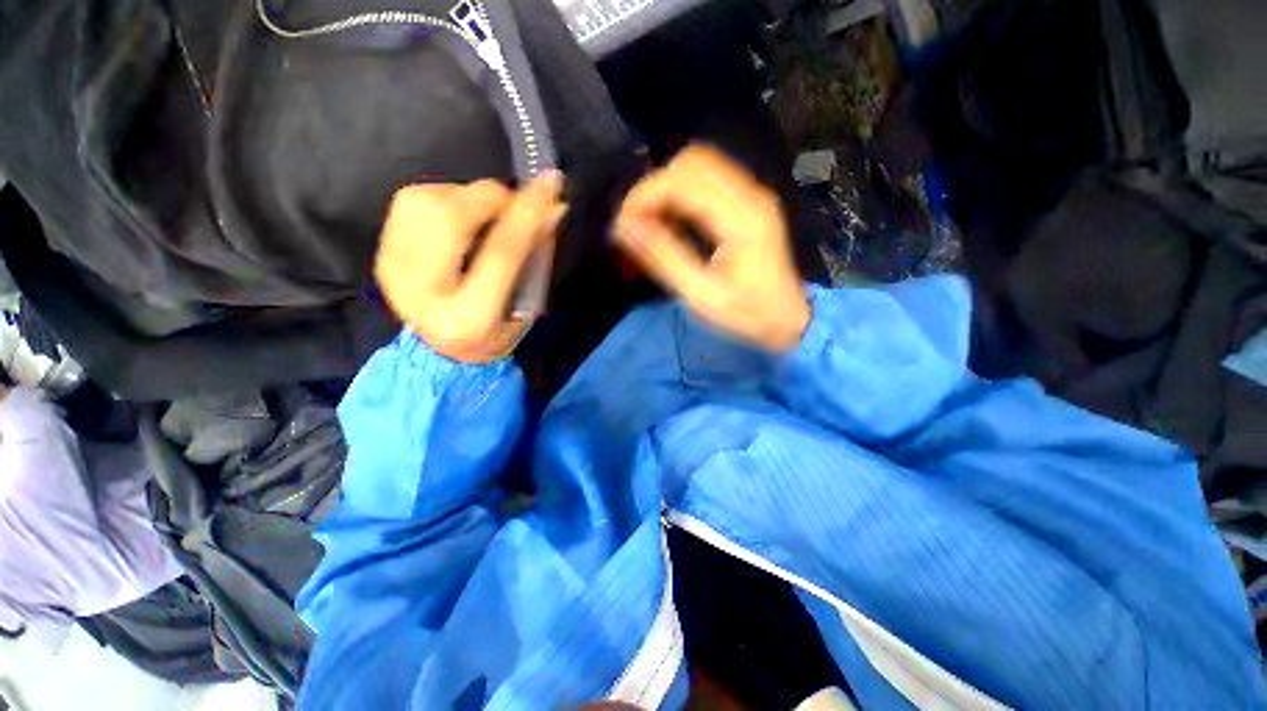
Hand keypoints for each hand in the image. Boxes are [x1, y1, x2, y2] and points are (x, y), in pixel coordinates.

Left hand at [375, 173, 564, 362]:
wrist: (441, 351)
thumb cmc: (496, 331)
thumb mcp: (526, 307)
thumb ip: (535, 258)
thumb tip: (553, 208)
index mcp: (470, 318)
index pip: (501, 253)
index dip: (526, 214)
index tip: (549, 183)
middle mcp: (423, 293)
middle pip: (449, 219)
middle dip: (489, 198)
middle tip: (512, 202)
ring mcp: (393, 270)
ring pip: (425, 202)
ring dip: (465, 196)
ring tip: (485, 214)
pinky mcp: (381, 253)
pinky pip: (411, 201)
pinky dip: (443, 197)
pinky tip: (459, 216)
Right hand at [615, 145, 809, 351]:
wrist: (789, 319)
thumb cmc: (747, 314)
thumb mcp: (701, 295)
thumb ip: (664, 258)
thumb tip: (625, 228)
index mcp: (742, 221)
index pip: (684, 181)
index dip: (645, 195)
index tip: (623, 224)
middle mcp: (751, 196)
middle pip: (693, 162)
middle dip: (654, 187)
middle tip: (635, 222)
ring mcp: (754, 195)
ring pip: (701, 164)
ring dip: (667, 187)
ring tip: (649, 222)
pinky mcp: (751, 201)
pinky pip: (710, 178)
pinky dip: (682, 192)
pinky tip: (671, 219)